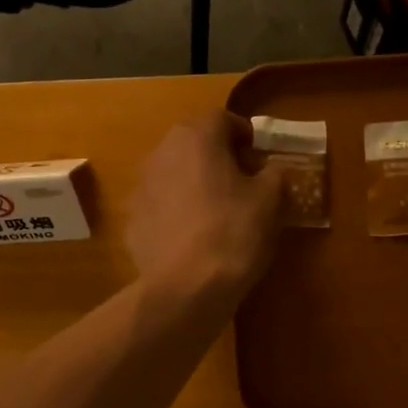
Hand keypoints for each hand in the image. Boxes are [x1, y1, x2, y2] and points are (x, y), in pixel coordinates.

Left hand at [127, 114, 284, 301]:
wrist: (185, 288)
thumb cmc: (233, 233)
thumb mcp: (271, 201)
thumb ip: (275, 174)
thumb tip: (273, 170)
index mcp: (196, 137)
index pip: (222, 119)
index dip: (244, 134)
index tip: (259, 155)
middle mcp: (162, 152)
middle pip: (194, 143)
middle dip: (217, 157)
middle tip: (242, 181)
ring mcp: (141, 187)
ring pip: (174, 173)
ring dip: (194, 183)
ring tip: (217, 210)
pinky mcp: (133, 220)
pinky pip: (161, 206)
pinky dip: (177, 212)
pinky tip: (193, 237)